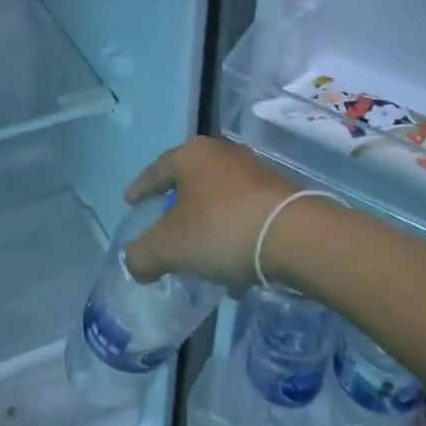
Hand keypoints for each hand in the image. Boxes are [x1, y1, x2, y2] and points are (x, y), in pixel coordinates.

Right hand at [120, 137, 297, 290]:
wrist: (295, 236)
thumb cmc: (220, 229)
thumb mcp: (168, 247)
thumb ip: (142, 255)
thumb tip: (135, 264)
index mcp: (192, 155)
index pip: (157, 169)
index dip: (141, 188)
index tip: (131, 203)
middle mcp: (225, 155)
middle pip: (192, 182)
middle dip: (179, 207)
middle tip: (166, 227)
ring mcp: (257, 173)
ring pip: (222, 200)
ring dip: (210, 226)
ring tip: (202, 257)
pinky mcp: (282, 196)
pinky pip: (247, 216)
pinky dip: (235, 237)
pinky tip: (236, 270)